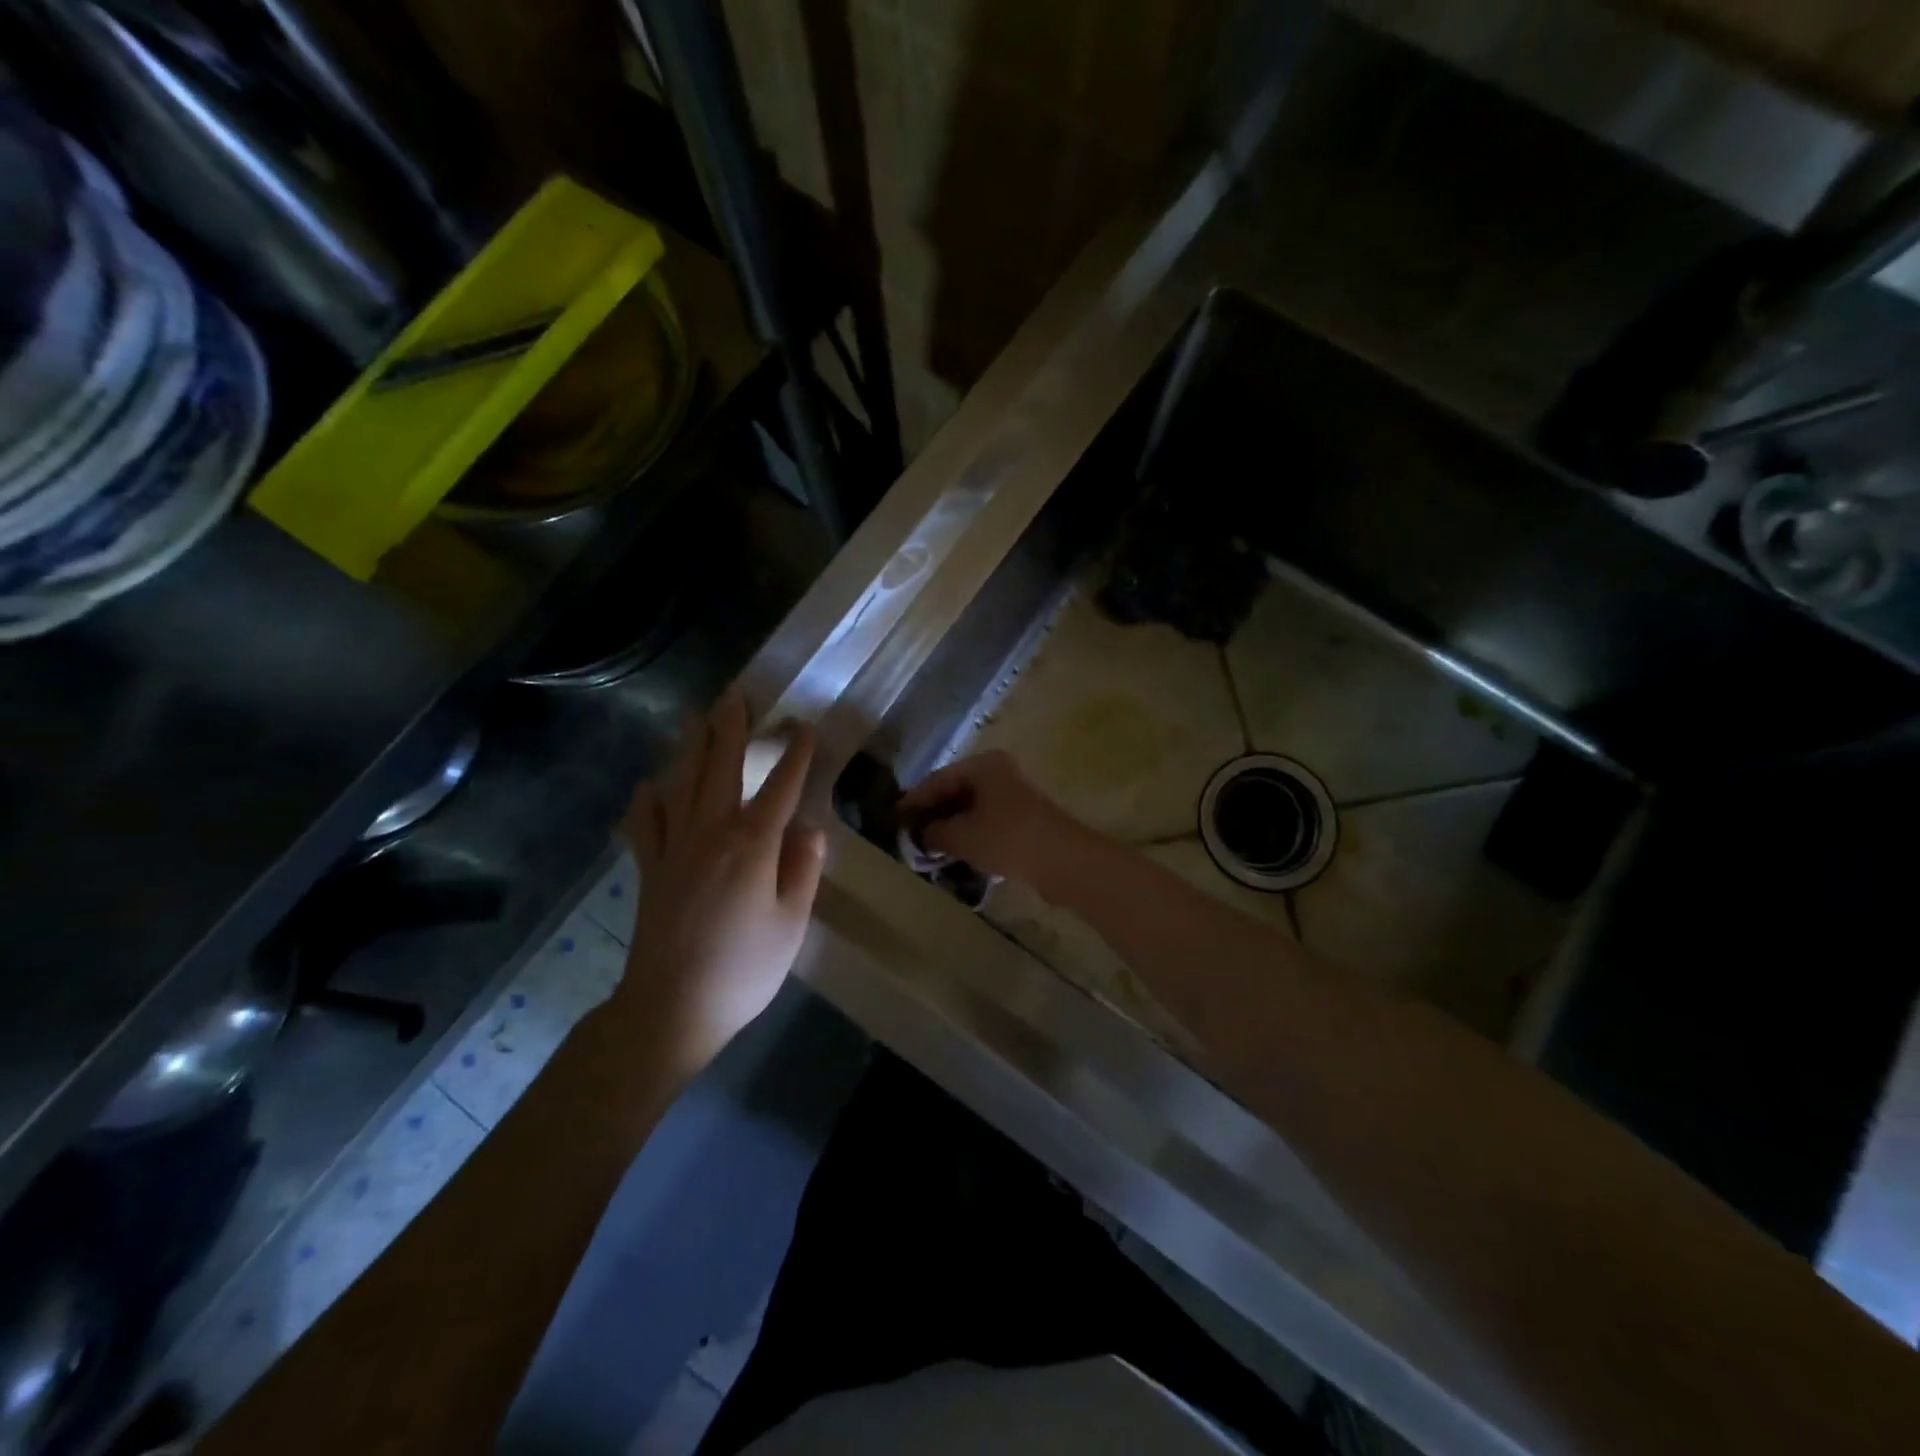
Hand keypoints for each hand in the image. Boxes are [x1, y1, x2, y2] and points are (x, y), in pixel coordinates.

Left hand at [618, 690, 825, 1067]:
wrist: (671, 1009)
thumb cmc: (743, 970)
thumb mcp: (791, 924)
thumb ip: (802, 871)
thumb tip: (810, 830)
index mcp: (752, 846)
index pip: (780, 788)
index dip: (795, 755)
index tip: (805, 726)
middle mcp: (710, 835)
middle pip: (722, 770)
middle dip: (731, 730)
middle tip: (736, 694)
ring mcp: (674, 850)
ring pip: (682, 785)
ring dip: (691, 748)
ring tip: (695, 718)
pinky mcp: (650, 870)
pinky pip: (645, 824)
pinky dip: (647, 800)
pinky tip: (650, 785)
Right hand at [897, 750, 1086, 886]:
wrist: (1063, 861)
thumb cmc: (1007, 838)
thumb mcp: (961, 836)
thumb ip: (934, 832)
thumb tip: (921, 835)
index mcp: (984, 765)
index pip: (938, 779)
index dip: (914, 800)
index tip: (893, 818)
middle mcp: (999, 773)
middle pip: (956, 791)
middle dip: (932, 813)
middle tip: (908, 834)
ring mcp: (1014, 795)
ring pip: (972, 808)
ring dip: (951, 826)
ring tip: (927, 847)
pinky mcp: (1024, 819)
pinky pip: (987, 822)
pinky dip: (970, 835)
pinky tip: (956, 853)